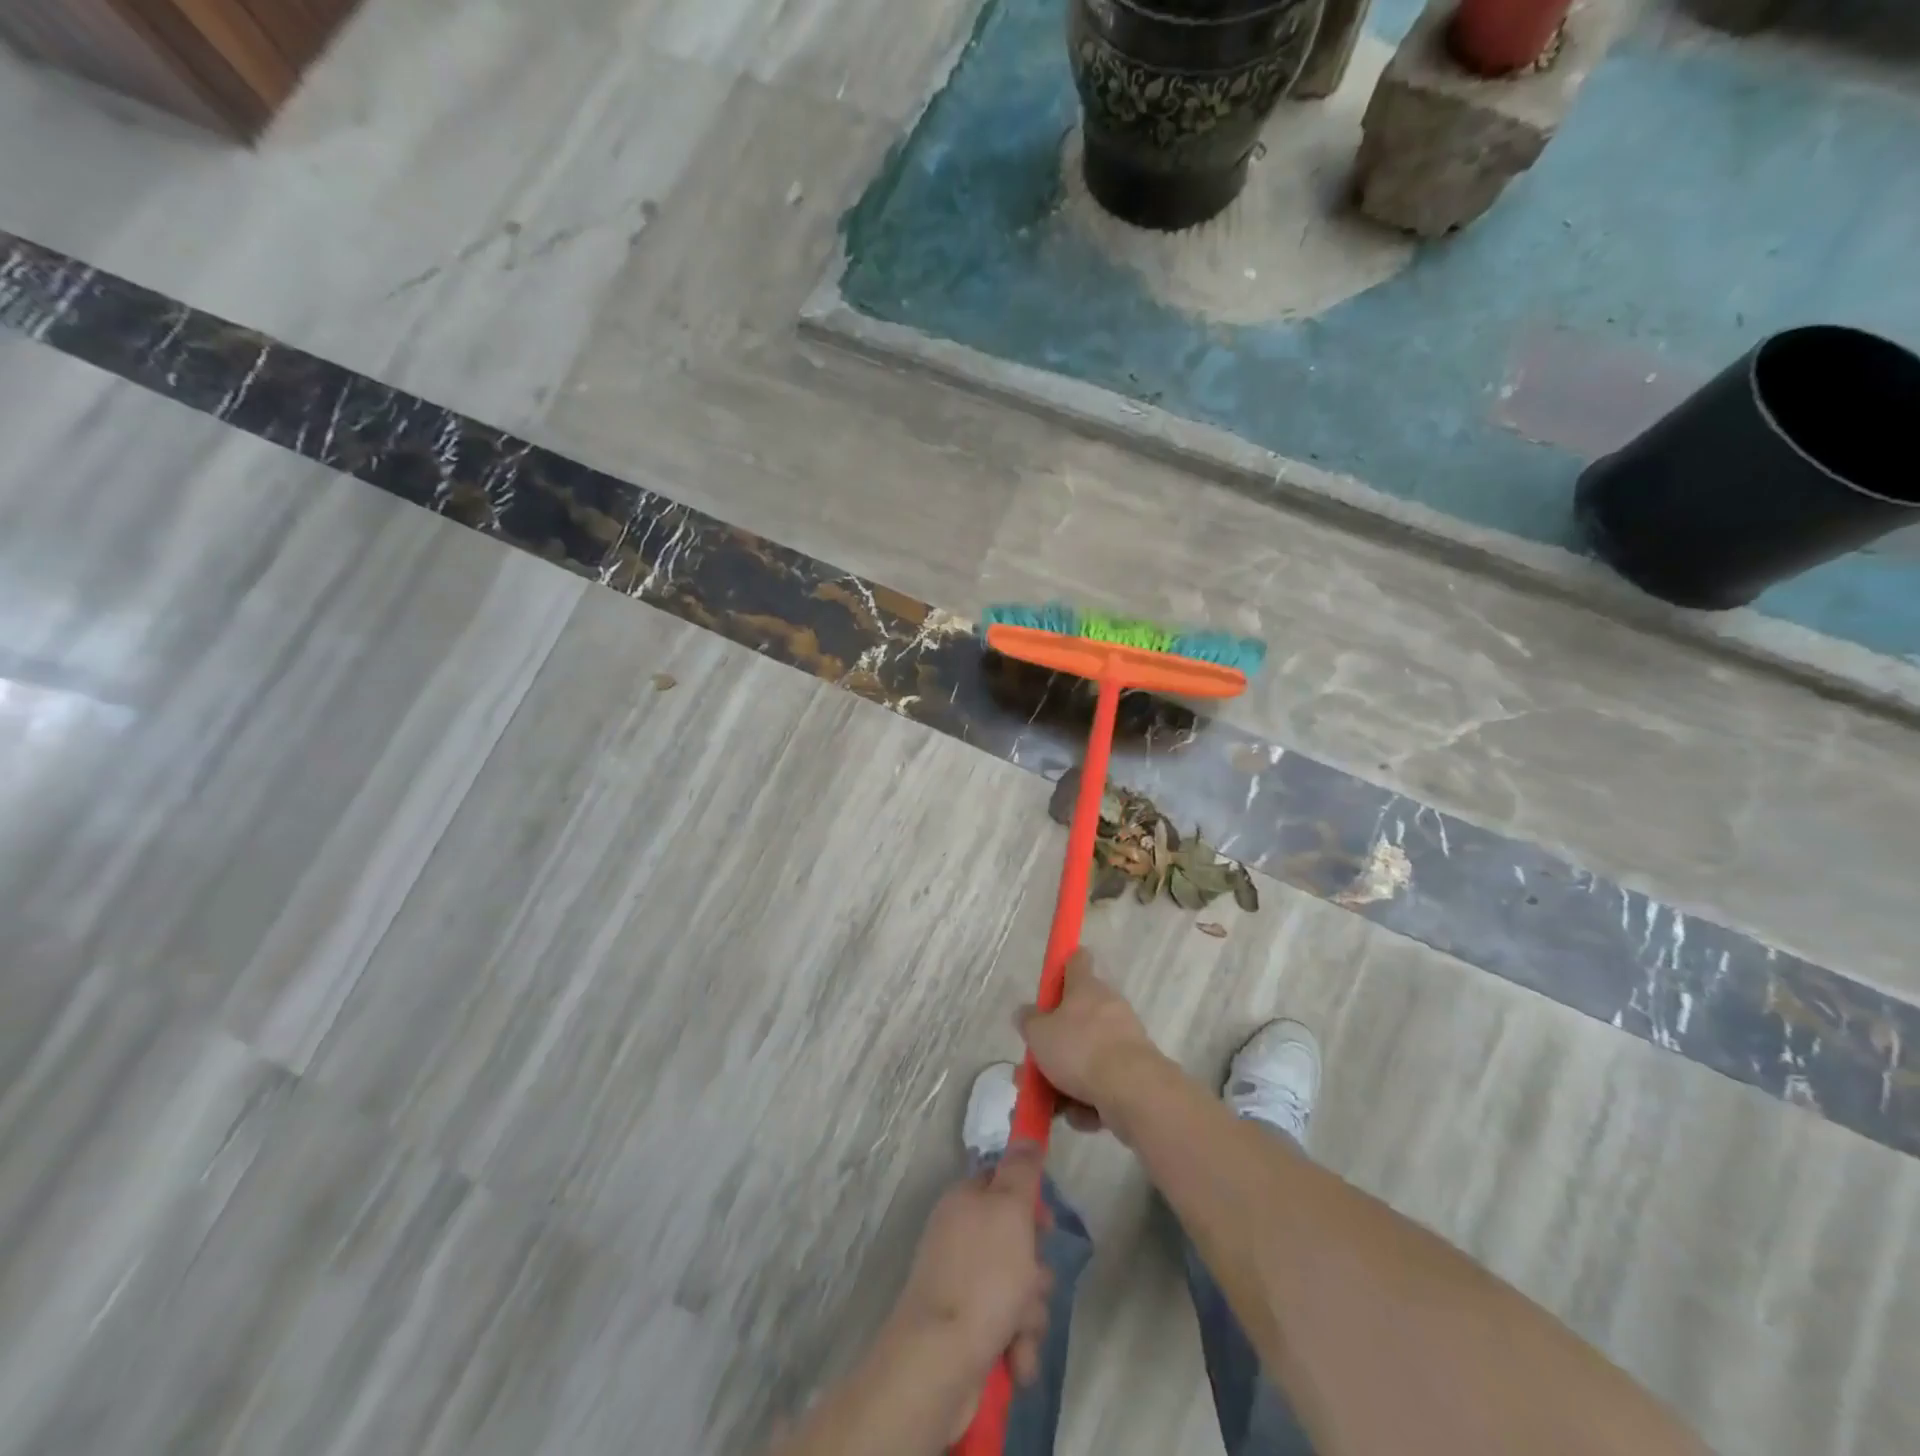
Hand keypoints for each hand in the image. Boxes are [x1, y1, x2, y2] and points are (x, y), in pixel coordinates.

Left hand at [886, 1142, 1054, 1431]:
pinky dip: (1017, 1346)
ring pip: (1019, 1290)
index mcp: (965, 1203)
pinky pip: (1008, 1329)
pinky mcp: (968, 1332)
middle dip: (1035, 1272)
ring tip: (1019, 1332)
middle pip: (1017, 1243)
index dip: (1030, 1201)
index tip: (1047, 1223)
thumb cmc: (982, 1277)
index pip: (1002, 1184)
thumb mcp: (1009, 1210)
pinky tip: (1015, 1361)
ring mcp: (962, 1287)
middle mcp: (960, 1238)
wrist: (939, 1363)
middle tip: (1032, 1283)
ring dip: (1029, 1315)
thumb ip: (1021, 1170)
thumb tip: (1026, 1134)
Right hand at [1018, 949, 1164, 1130]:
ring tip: (1051, 1104)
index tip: (1050, 983)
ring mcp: (1125, 1039)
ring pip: (1088, 1056)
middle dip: (1055, 1044)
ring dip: (1068, 1079)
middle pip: (1077, 1018)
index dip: (1063, 966)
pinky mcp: (1136, 1072)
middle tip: (1034, 1066)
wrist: (1133, 1091)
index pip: (1076, 960)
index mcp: (1086, 988)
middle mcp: (1108, 1007)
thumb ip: (1028, 1021)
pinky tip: (1079, 1116)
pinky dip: (1090, 1099)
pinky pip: (1103, 1082)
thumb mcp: (1038, 1034)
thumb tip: (1026, 1013)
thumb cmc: (1080, 1050)